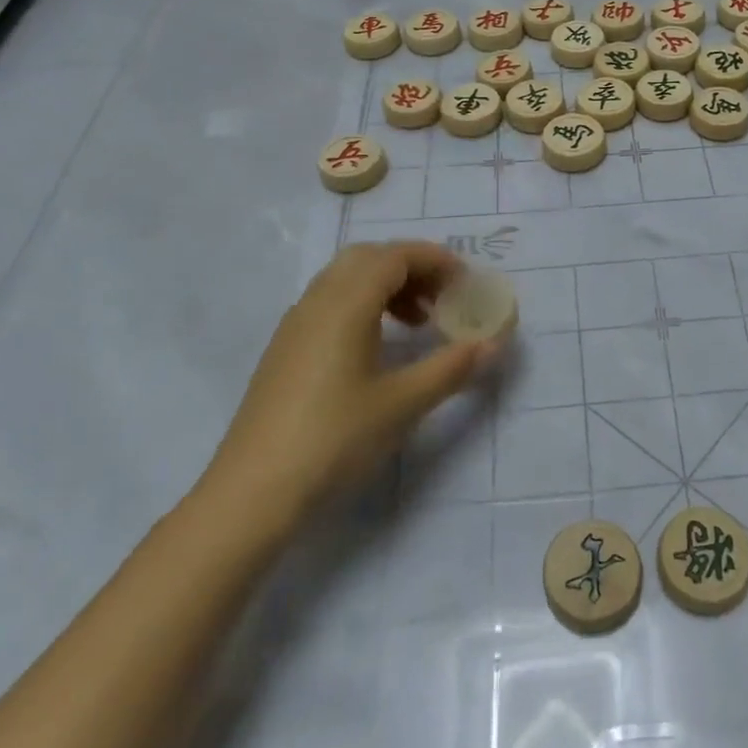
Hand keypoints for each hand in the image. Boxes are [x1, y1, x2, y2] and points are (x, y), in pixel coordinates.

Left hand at [195, 242, 497, 539]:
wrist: (253, 491)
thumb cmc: (335, 439)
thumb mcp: (403, 404)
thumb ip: (452, 367)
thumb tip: (494, 343)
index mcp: (345, 304)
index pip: (395, 256)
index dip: (435, 260)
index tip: (467, 282)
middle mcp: (317, 302)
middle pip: (368, 258)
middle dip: (412, 268)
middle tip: (443, 298)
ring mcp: (295, 325)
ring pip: (346, 279)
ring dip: (387, 286)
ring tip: (418, 323)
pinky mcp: (285, 349)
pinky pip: (330, 302)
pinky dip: (363, 305)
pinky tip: (378, 347)